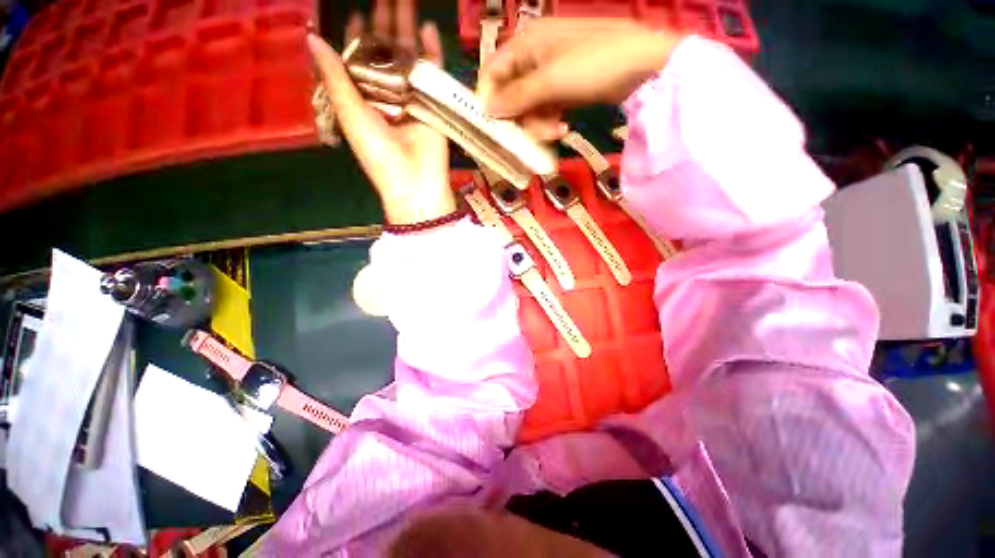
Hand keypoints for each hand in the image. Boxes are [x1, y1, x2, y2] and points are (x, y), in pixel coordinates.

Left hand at [307, 0, 454, 224]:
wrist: (415, 182)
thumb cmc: (378, 154)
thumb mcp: (350, 114)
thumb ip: (335, 77)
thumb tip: (312, 37)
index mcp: (366, 99)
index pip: (360, 61)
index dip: (357, 37)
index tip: (355, 14)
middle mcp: (389, 95)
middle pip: (386, 55)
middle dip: (385, 25)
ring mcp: (413, 98)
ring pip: (409, 58)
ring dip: (407, 30)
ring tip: (405, 0)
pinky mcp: (433, 104)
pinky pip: (433, 74)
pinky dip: (432, 52)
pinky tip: (428, 27)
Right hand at [478, 19, 683, 118]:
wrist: (644, 67)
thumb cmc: (595, 65)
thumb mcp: (551, 81)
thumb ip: (517, 96)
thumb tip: (487, 110)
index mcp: (526, 42)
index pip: (492, 72)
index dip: (489, 100)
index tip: (493, 127)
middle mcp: (535, 55)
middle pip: (511, 94)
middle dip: (521, 119)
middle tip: (534, 136)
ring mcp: (551, 71)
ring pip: (529, 106)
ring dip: (538, 124)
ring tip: (556, 132)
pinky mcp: (565, 87)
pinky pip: (546, 108)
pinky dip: (551, 121)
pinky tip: (563, 127)